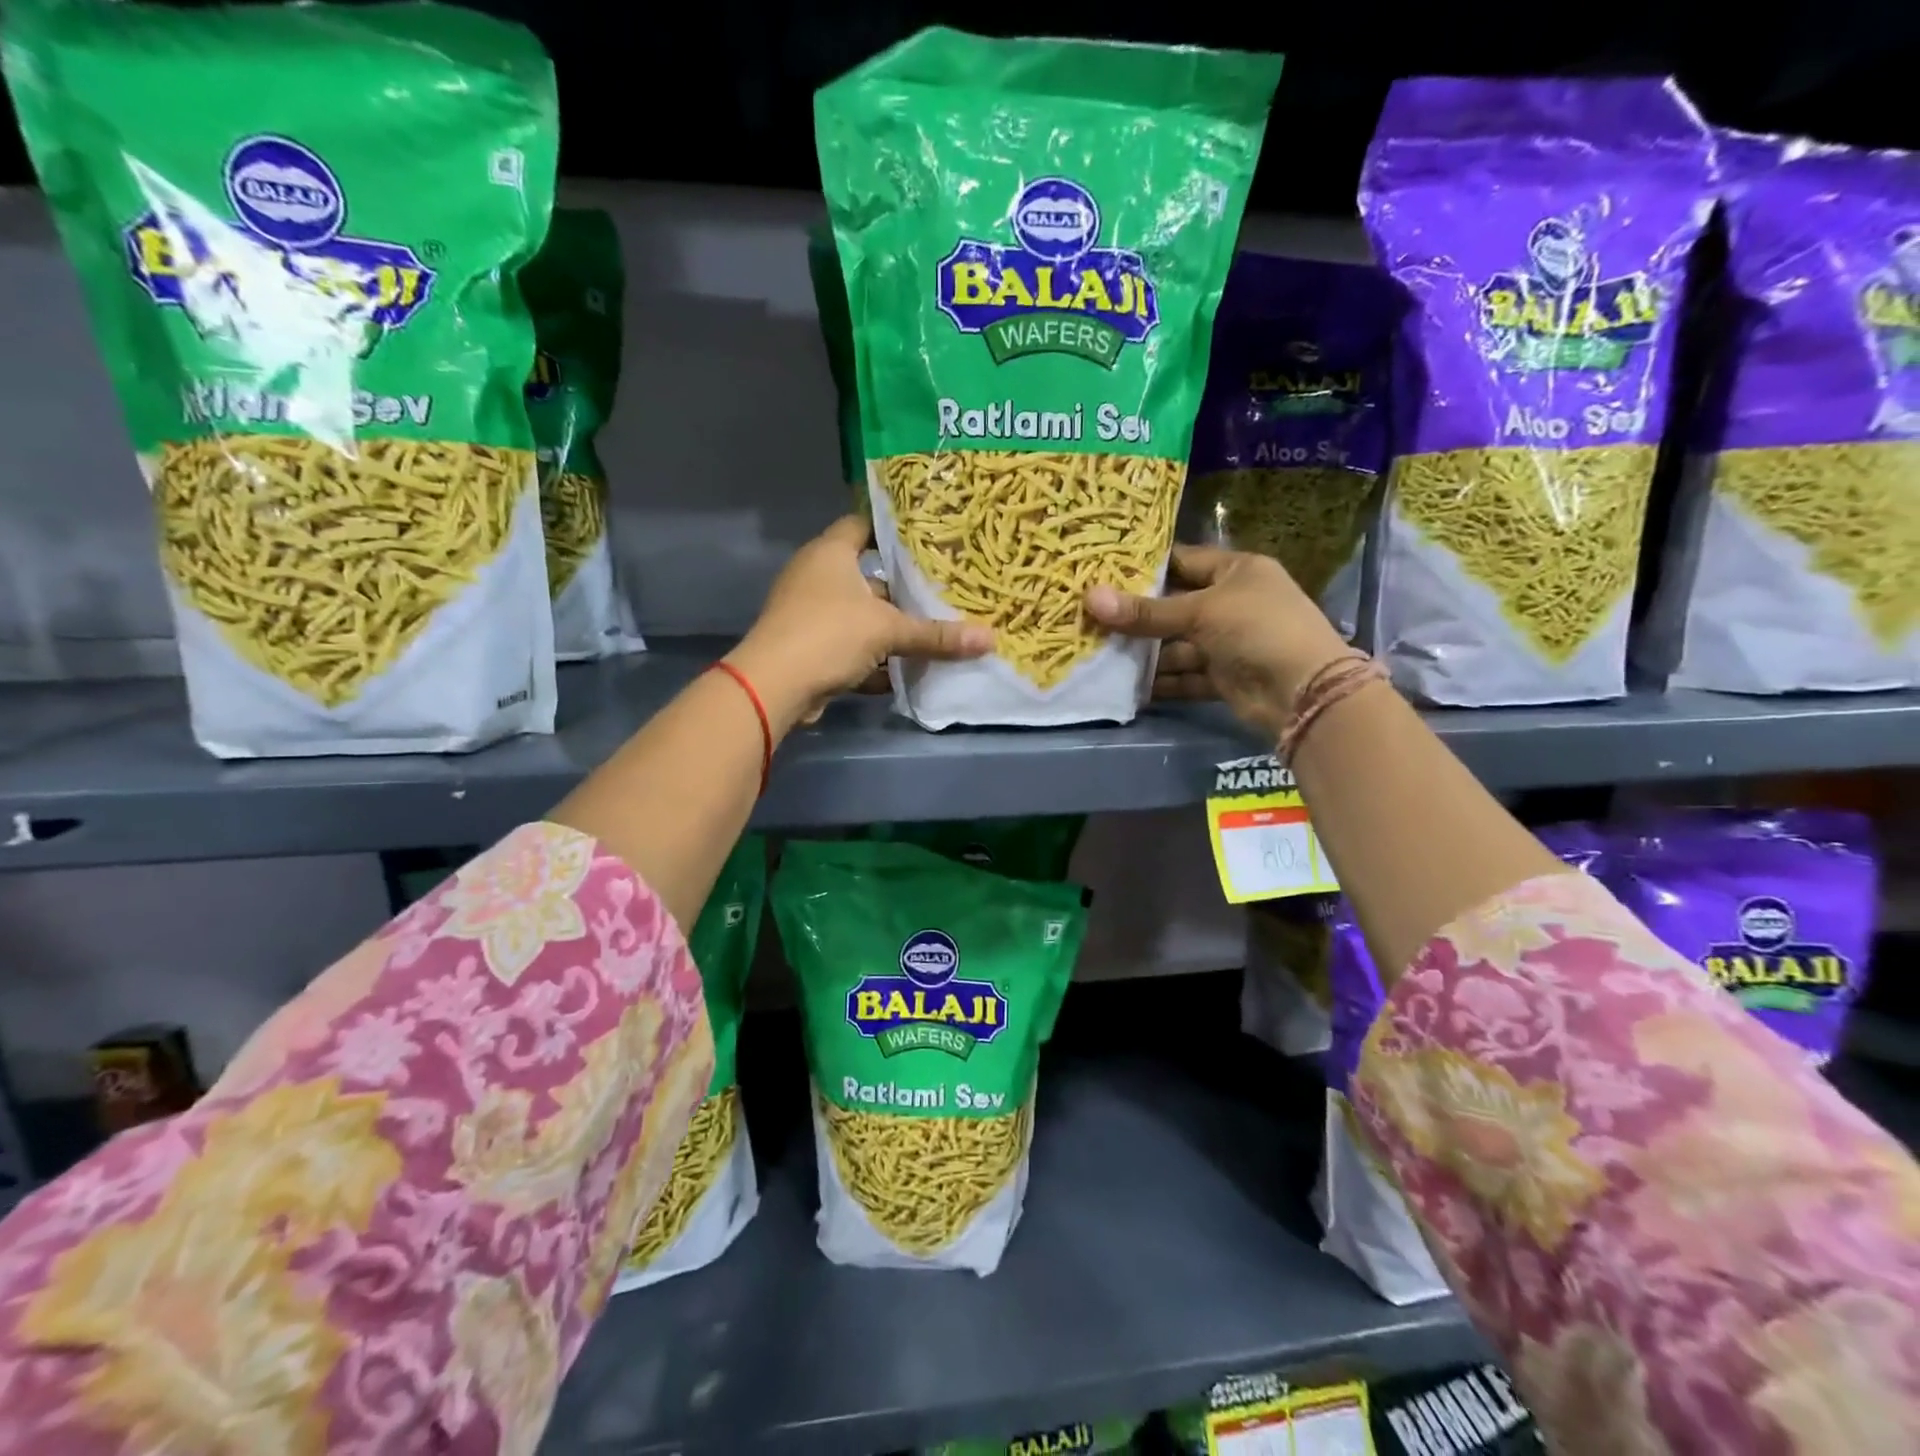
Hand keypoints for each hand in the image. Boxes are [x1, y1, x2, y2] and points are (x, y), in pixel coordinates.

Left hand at [727, 515, 991, 729]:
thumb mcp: (888, 631)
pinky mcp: (808, 648)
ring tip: (931, 633)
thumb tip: (989, 639)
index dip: (891, 529)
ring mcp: (808, 613)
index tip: (926, 538)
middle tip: (941, 591)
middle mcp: (816, 576)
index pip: (862, 525)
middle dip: (900, 589)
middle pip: (866, 576)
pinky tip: (902, 673)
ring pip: (859, 615)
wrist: (774, 686)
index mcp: (830, 554)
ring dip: (888, 629)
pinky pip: (848, 647)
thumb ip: (936, 635)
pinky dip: (872, 660)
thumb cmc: (829, 635)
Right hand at [1086, 545, 1350, 741]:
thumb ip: (1146, 612)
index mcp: (1237, 571)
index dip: (1144, 568)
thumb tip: (1090, 599)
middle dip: (1137, 616)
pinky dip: (1161, 682)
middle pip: (1174, 606)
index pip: (1182, 561)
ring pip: (1176, 645)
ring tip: (1099, 654)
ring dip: (1144, 653)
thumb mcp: (1200, 612)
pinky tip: (1126, 686)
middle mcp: (1233, 603)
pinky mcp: (1224, 678)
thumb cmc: (1257, 629)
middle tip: (1090, 618)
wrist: (1304, 692)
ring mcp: (1229, 642)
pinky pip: (1185, 676)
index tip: (1102, 574)